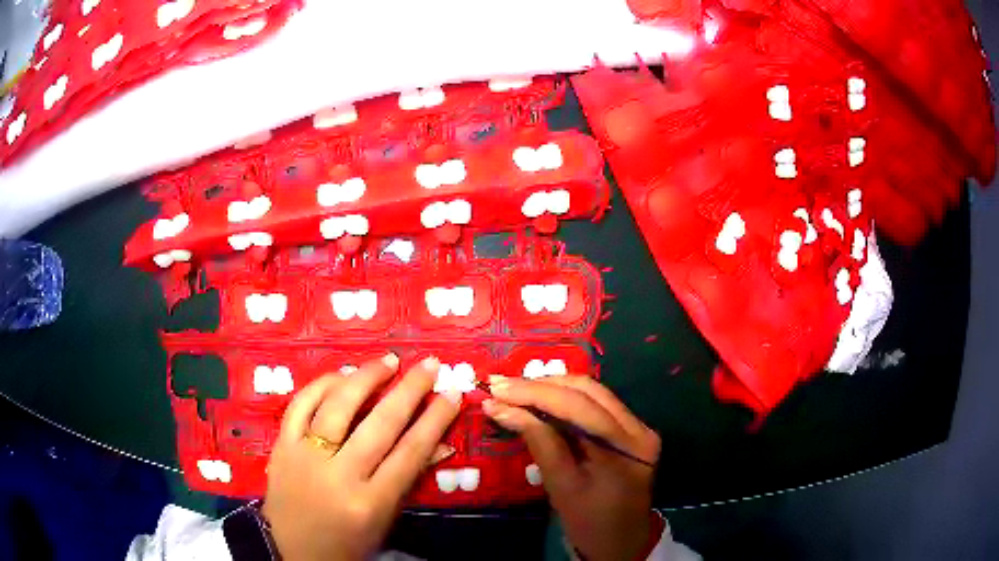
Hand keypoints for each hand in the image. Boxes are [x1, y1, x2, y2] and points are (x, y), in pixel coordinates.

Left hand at [262, 354, 460, 560]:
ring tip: (388, 361)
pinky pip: (300, 405)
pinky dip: (322, 385)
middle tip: (429, 365)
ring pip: (338, 406)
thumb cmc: (346, 542)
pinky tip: (342, 374)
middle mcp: (338, 475)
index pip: (410, 452)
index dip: (435, 419)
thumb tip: (439, 442)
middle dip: (410, 390)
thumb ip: (408, 479)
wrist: (290, 550)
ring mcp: (305, 457)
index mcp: (370, 502)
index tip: (452, 393)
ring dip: (365, 378)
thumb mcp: (384, 520)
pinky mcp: (281, 446)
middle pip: (380, 424)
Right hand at [483, 375, 660, 560]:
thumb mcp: (561, 486)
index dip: (534, 393)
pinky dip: (565, 400)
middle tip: (502, 387)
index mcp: (627, 446)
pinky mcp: (631, 431)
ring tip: (514, 391)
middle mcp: (639, 428)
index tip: (496, 390)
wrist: (621, 543)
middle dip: (541, 385)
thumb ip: (537, 441)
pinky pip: (596, 406)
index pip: (578, 406)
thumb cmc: (589, 522)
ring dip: (552, 388)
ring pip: (592, 393)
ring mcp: (638, 427)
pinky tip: (539, 401)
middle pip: (588, 390)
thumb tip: (499, 407)